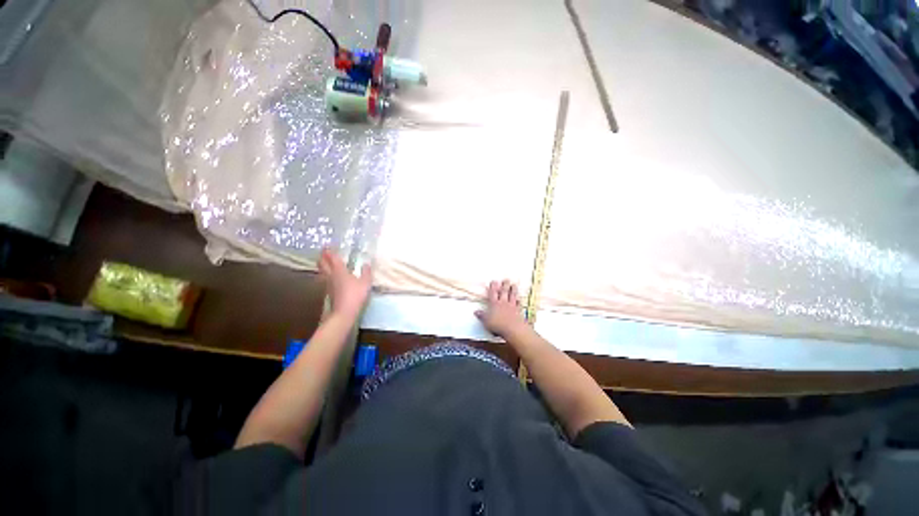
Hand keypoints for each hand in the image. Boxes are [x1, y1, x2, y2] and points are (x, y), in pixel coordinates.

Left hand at [318, 248, 371, 318]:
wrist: (343, 312)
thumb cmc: (355, 295)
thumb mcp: (365, 283)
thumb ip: (366, 272)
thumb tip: (366, 264)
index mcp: (339, 271)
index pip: (332, 258)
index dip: (329, 251)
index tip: (327, 246)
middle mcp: (331, 275)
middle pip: (323, 264)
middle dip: (322, 257)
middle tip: (323, 252)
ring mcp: (327, 284)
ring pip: (322, 271)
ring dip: (322, 265)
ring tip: (324, 262)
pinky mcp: (327, 291)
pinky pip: (324, 278)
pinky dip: (325, 274)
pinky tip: (328, 276)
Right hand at [476, 280, 528, 337]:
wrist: (513, 329)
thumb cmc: (498, 325)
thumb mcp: (486, 321)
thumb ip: (481, 316)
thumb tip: (476, 312)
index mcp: (494, 304)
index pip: (493, 293)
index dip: (493, 287)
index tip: (494, 281)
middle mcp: (503, 303)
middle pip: (504, 292)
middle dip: (504, 285)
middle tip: (506, 280)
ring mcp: (512, 306)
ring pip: (512, 296)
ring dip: (513, 290)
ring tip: (513, 285)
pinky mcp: (518, 311)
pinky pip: (519, 304)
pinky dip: (519, 301)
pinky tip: (519, 299)